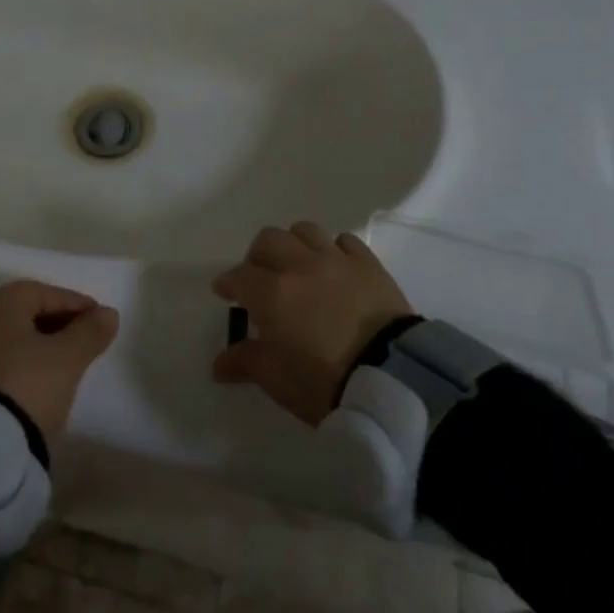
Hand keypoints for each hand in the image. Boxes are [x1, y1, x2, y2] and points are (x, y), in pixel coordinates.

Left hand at [0, 280, 119, 443]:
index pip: (46, 293)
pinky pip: (1, 357)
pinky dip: (23, 359)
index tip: (101, 321)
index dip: (77, 304)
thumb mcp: (68, 358)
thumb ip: (90, 332)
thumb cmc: (28, 385)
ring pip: (14, 335)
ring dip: (41, 342)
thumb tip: (108, 314)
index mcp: (2, 302)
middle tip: (86, 339)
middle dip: (59, 322)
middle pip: (27, 311)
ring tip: (66, 361)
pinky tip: (40, 377)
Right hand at [210, 222, 411, 424]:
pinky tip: (334, 268)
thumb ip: (247, 363)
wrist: (393, 377)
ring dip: (294, 245)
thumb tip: (220, 364)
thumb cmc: (325, 381)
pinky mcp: (368, 264)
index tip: (224, 293)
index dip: (228, 283)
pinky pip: (344, 241)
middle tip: (260, 278)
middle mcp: (299, 266)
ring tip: (297, 267)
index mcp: (271, 293)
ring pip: (305, 231)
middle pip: (268, 240)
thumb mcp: (277, 379)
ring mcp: (336, 260)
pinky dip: (333, 249)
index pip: (239, 276)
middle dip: (257, 256)